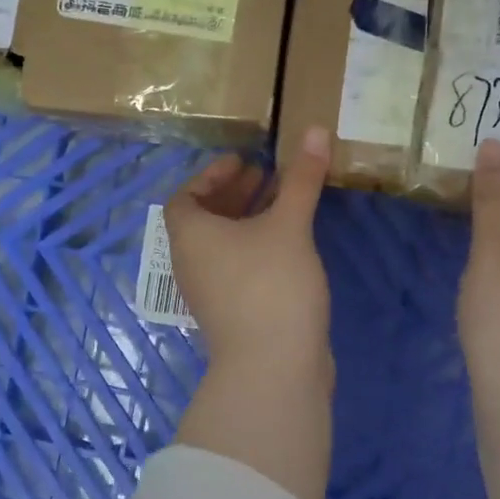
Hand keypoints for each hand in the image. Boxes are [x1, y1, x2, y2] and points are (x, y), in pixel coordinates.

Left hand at [165, 127, 334, 498]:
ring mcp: (210, 294)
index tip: (242, 163)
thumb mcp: (288, 225)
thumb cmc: (270, 285)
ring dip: (247, 221)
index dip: (210, 176)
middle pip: (203, 220)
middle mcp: (192, 264)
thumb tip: (314, 129)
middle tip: (265, 176)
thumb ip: (301, 178)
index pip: (185, 198)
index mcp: (190, 237)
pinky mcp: (232, 315)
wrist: (273, 369)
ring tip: (282, 203)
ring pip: (222, 246)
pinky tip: (289, 245)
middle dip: (233, 195)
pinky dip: (256, 247)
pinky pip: (237, 268)